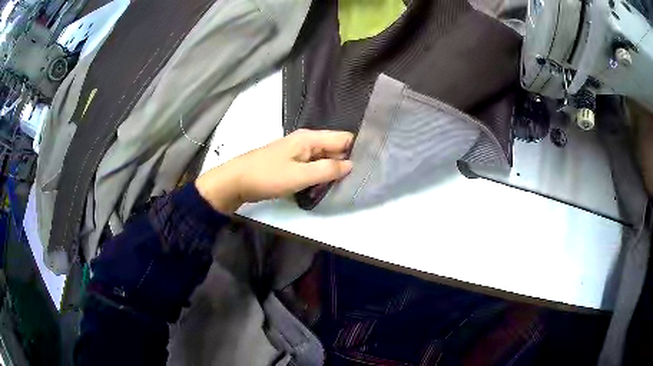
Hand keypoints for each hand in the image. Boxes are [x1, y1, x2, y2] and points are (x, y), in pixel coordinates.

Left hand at [196, 129, 353, 212]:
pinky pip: (313, 167)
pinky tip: (325, 187)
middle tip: (359, 180)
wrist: (236, 181)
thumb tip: (351, 165)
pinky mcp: (291, 164)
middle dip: (346, 163)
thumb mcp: (300, 175)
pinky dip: (320, 176)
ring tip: (345, 186)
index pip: (343, 138)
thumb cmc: (267, 176)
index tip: (370, 165)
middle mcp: (306, 142)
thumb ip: (327, 170)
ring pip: (324, 159)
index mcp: (310, 138)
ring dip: (333, 171)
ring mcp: (298, 153)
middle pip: (335, 149)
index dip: (357, 150)